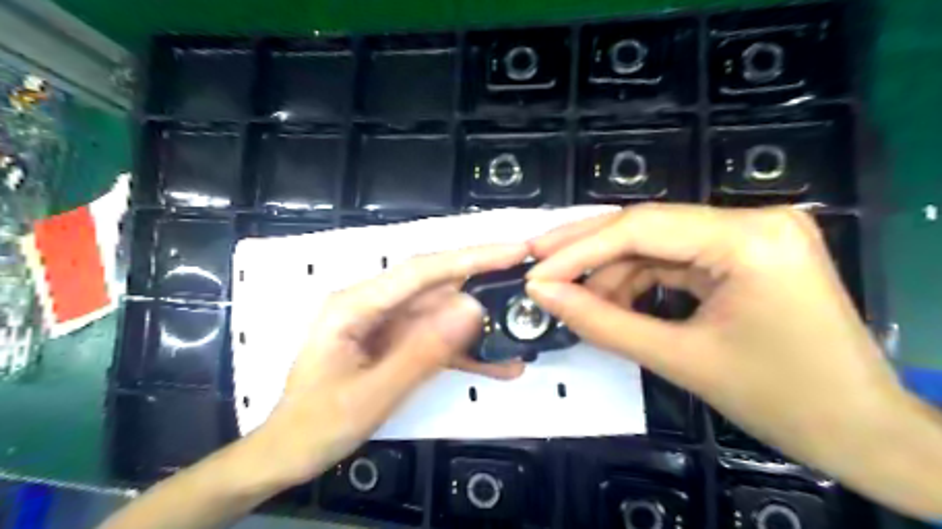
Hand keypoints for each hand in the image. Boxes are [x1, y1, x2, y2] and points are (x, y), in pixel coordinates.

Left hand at [251, 244, 528, 487]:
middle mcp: (374, 304)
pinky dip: (466, 349)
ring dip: (481, 323)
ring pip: (443, 312)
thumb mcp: (372, 395)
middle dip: (485, 281)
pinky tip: (497, 363)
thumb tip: (473, 309)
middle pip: (437, 284)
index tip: (515, 250)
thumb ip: (423, 352)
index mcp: (356, 305)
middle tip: (530, 280)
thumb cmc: (317, 424)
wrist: (290, 451)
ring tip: (521, 330)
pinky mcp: (398, 341)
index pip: (422, 270)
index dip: (471, 257)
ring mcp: (387, 322)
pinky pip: (437, 338)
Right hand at [528, 205, 940, 516]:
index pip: (641, 229)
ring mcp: (750, 234)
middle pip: (646, 225)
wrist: (862, 432)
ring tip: (576, 300)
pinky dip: (638, 280)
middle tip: (537, 262)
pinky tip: (612, 301)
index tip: (535, 272)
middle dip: (587, 249)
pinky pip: (675, 259)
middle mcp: (752, 220)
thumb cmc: (782, 401)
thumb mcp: (680, 359)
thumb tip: (544, 295)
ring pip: (656, 244)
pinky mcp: (744, 253)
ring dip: (611, 272)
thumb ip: (602, 322)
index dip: (578, 250)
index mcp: (749, 239)